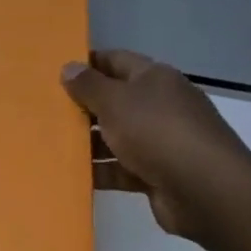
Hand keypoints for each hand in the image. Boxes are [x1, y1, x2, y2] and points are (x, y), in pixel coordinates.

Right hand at [61, 50, 250, 240]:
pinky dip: (99, 171)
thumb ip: (89, 85)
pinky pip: (120, 168)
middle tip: (45, 110)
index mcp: (155, 79)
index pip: (116, 61)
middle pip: (115, 100)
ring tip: (50, 144)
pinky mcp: (157, 174)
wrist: (205, 190)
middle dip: (83, 106)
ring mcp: (160, 141)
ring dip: (88, 142)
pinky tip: (71, 174)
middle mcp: (160, 105)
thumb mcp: (116, 101)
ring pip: (116, 136)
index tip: (54, 72)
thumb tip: (69, 67)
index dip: (87, 64)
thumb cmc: (157, 132)